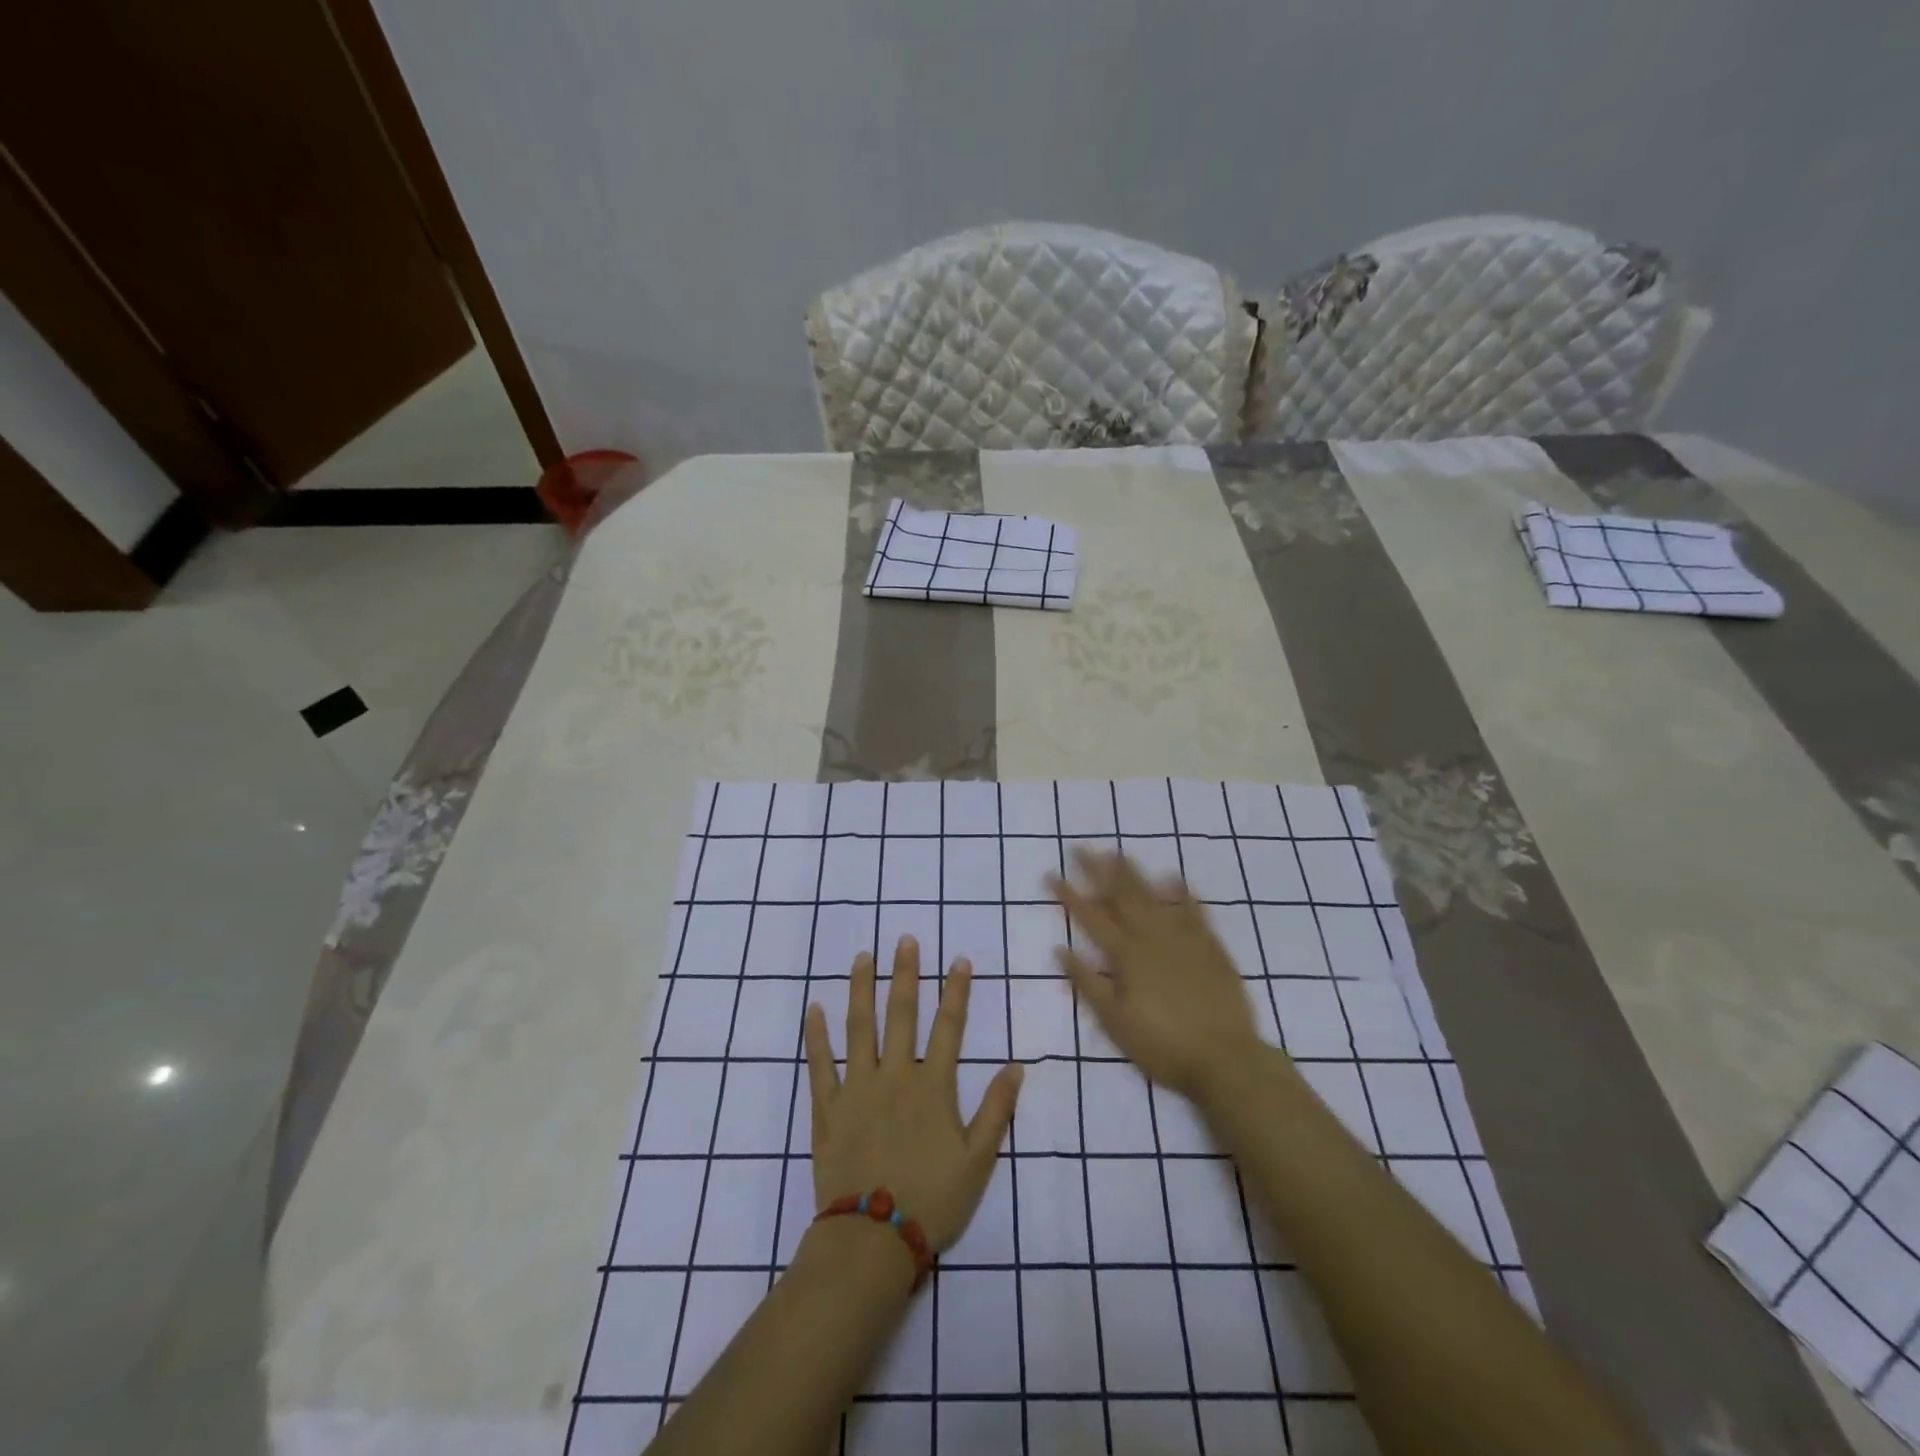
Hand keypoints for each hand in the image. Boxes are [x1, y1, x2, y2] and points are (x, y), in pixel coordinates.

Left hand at [805, 936, 1022, 1250]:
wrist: (872, 1240)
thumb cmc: (932, 1200)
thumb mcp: (977, 1160)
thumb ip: (996, 1110)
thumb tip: (1016, 1067)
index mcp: (932, 1086)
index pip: (949, 1027)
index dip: (956, 992)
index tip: (959, 960)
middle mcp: (895, 1075)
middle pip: (901, 1014)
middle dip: (906, 974)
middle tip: (905, 940)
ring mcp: (857, 1088)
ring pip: (859, 1027)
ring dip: (861, 988)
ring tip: (862, 958)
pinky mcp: (827, 1107)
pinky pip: (820, 1064)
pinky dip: (817, 1035)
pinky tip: (814, 1008)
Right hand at [1050, 849, 1263, 1098]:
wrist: (1226, 1058)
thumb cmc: (1163, 1046)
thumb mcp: (1115, 1022)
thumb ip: (1088, 983)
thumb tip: (1061, 949)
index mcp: (1126, 956)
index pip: (1090, 918)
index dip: (1069, 895)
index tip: (1051, 873)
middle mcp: (1152, 937)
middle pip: (1121, 897)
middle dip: (1098, 871)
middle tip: (1082, 848)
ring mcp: (1184, 939)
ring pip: (1154, 897)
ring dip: (1134, 874)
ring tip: (1119, 853)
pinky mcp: (1211, 947)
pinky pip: (1194, 912)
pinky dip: (1182, 893)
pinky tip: (1174, 878)